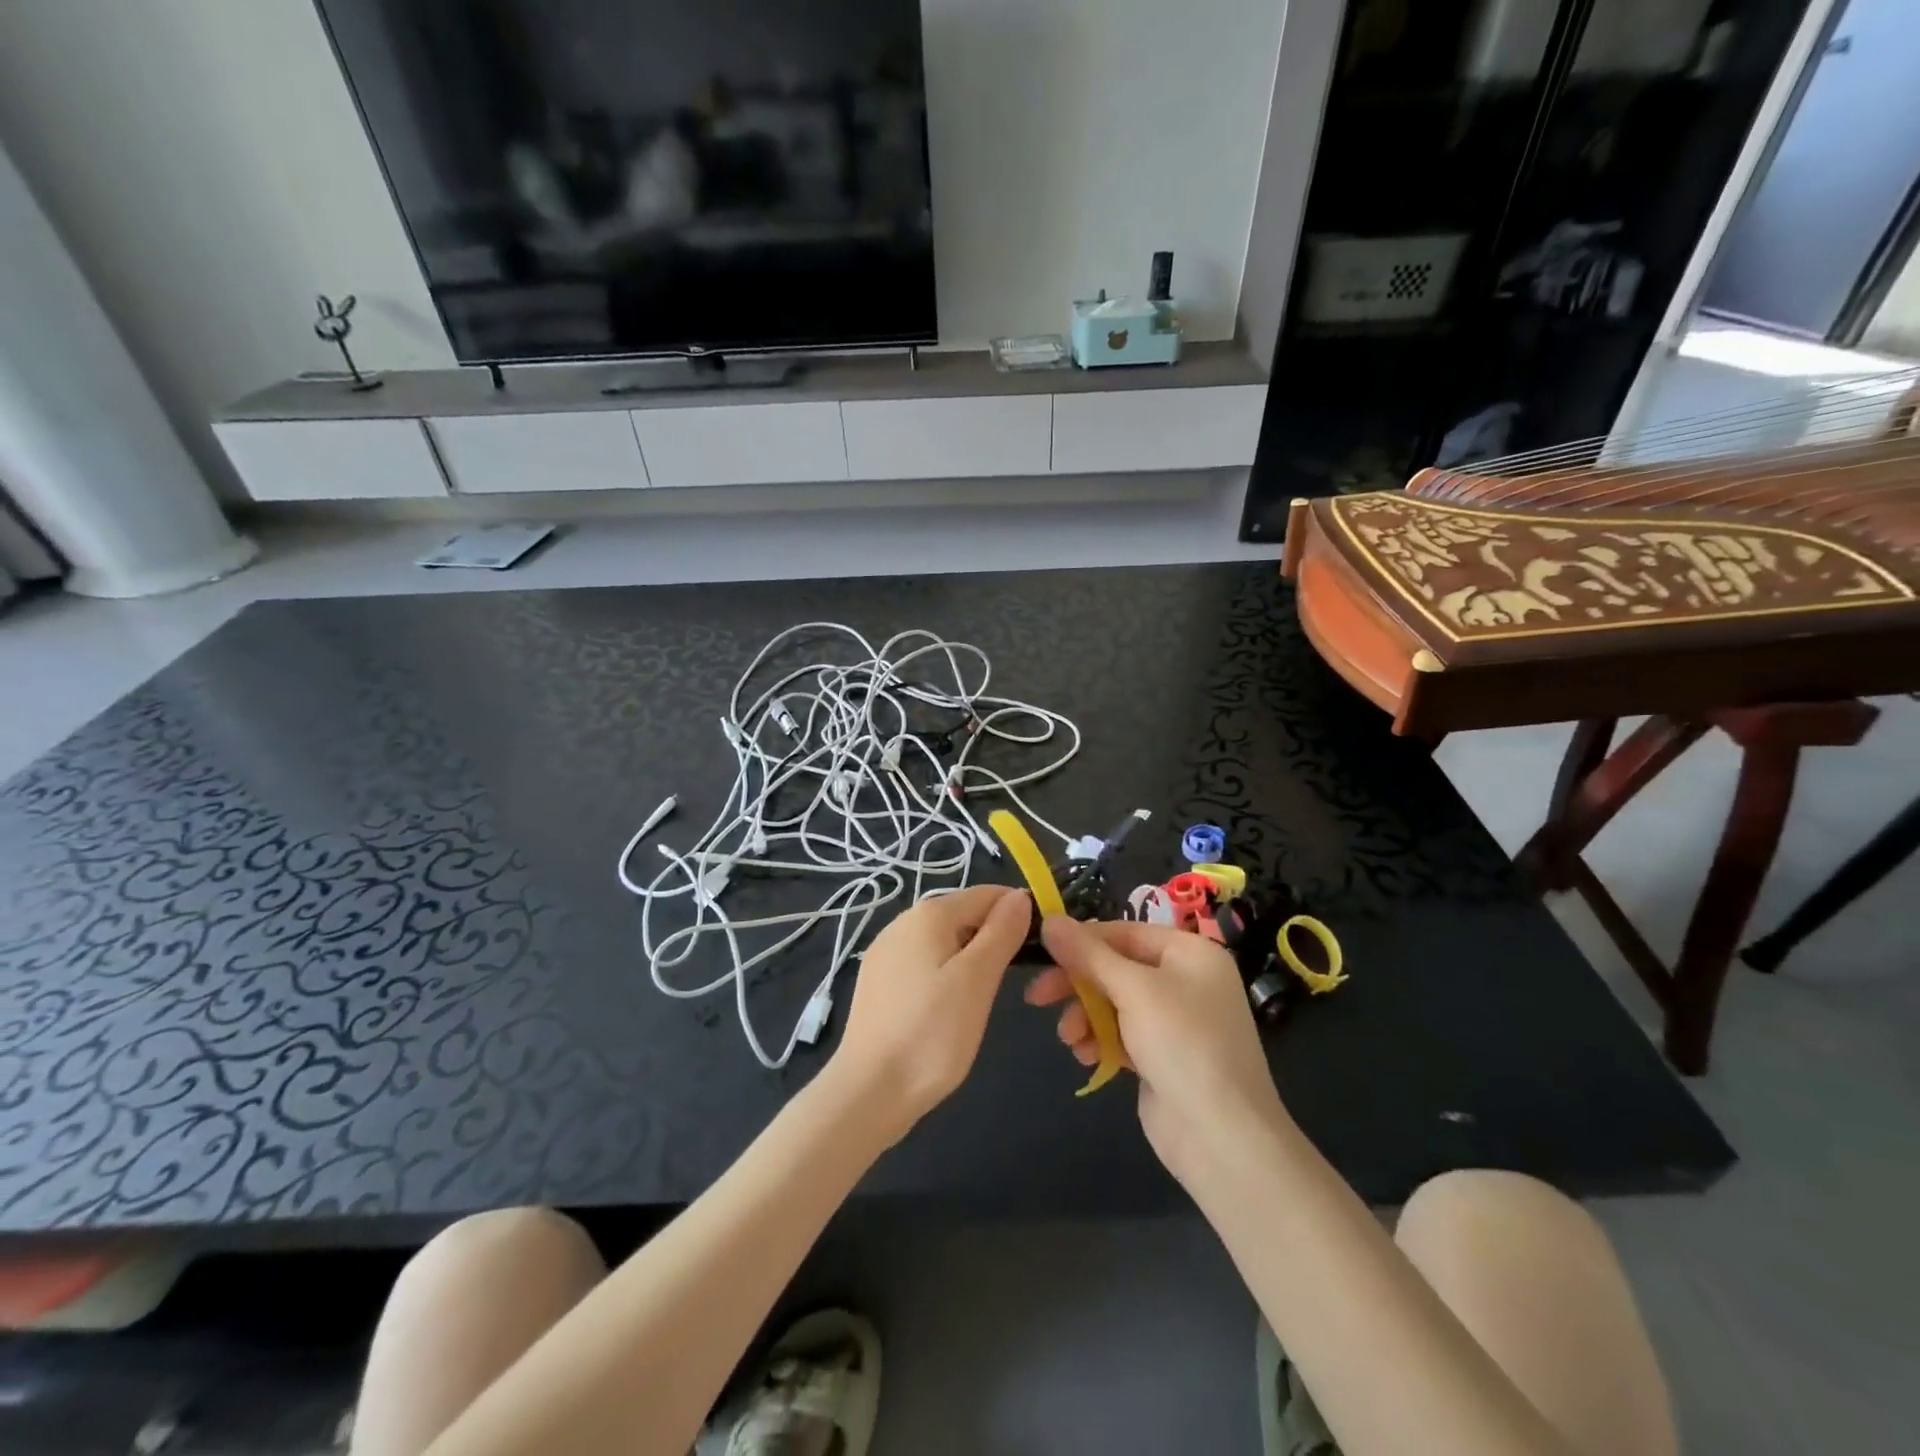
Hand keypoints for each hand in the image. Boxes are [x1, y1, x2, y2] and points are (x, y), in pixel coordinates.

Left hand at [826, 885, 1030, 1140]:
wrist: (869, 1091)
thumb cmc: (932, 1033)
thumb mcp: (978, 980)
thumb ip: (1001, 932)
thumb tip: (1019, 896)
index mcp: (928, 914)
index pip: (987, 895)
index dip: (1018, 913)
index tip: (1042, 946)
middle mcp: (902, 922)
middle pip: (964, 915)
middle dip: (994, 936)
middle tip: (1017, 979)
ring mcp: (886, 952)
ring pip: (944, 941)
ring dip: (971, 958)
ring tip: (985, 997)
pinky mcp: (878, 981)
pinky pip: (924, 963)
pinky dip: (946, 975)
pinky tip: (950, 1008)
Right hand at [1026, 917, 1288, 1183]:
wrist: (1223, 1137)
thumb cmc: (1183, 1044)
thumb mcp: (1133, 989)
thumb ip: (1088, 954)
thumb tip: (1049, 920)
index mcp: (1190, 953)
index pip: (1124, 932)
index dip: (1082, 941)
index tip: (1042, 953)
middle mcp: (1185, 980)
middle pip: (1115, 968)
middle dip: (1077, 984)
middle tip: (1037, 997)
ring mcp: (1175, 1021)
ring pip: (1113, 1002)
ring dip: (1084, 1016)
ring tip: (1069, 1039)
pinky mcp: (1163, 1056)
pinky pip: (1121, 1034)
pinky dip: (1100, 1040)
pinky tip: (1087, 1056)